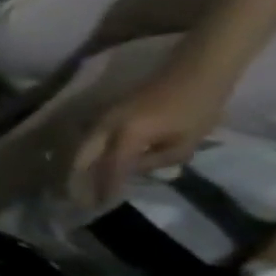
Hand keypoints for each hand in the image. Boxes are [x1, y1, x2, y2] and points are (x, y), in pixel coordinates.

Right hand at [69, 67, 226, 209]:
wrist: (196, 70)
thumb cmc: (198, 105)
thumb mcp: (188, 139)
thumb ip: (159, 159)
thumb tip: (137, 169)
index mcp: (126, 135)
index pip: (111, 168)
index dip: (105, 187)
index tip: (100, 205)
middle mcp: (105, 128)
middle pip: (82, 158)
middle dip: (78, 179)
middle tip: (77, 198)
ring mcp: (102, 119)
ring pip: (81, 149)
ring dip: (78, 167)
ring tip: (78, 184)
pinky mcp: (105, 116)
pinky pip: (88, 140)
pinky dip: (85, 155)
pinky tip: (89, 164)